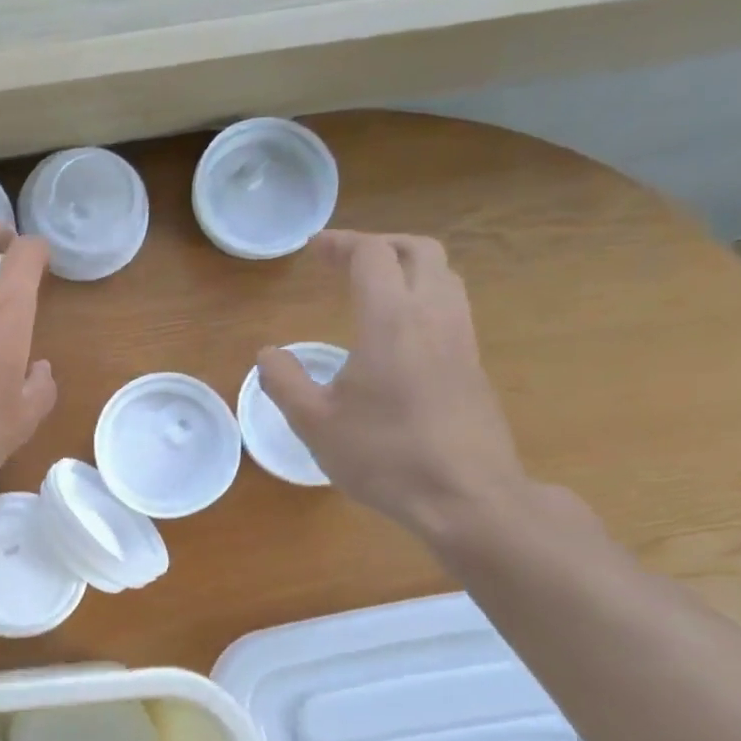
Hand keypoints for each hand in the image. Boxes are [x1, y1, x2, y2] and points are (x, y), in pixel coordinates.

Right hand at [257, 232, 529, 540]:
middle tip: (345, 260)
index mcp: (391, 321)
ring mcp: (461, 340)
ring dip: (408, 267)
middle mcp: (433, 317)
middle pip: (419, 250)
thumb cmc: (384, 456)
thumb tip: (267, 354)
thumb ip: (284, 382)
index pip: (371, 256)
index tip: (313, 249)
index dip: (340, 243)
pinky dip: (424, 295)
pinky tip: (399, 332)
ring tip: (373, 287)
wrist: (466, 497)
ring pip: (444, 276)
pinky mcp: (473, 364)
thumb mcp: (315, 423)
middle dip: (381, 244)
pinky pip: (452, 306)